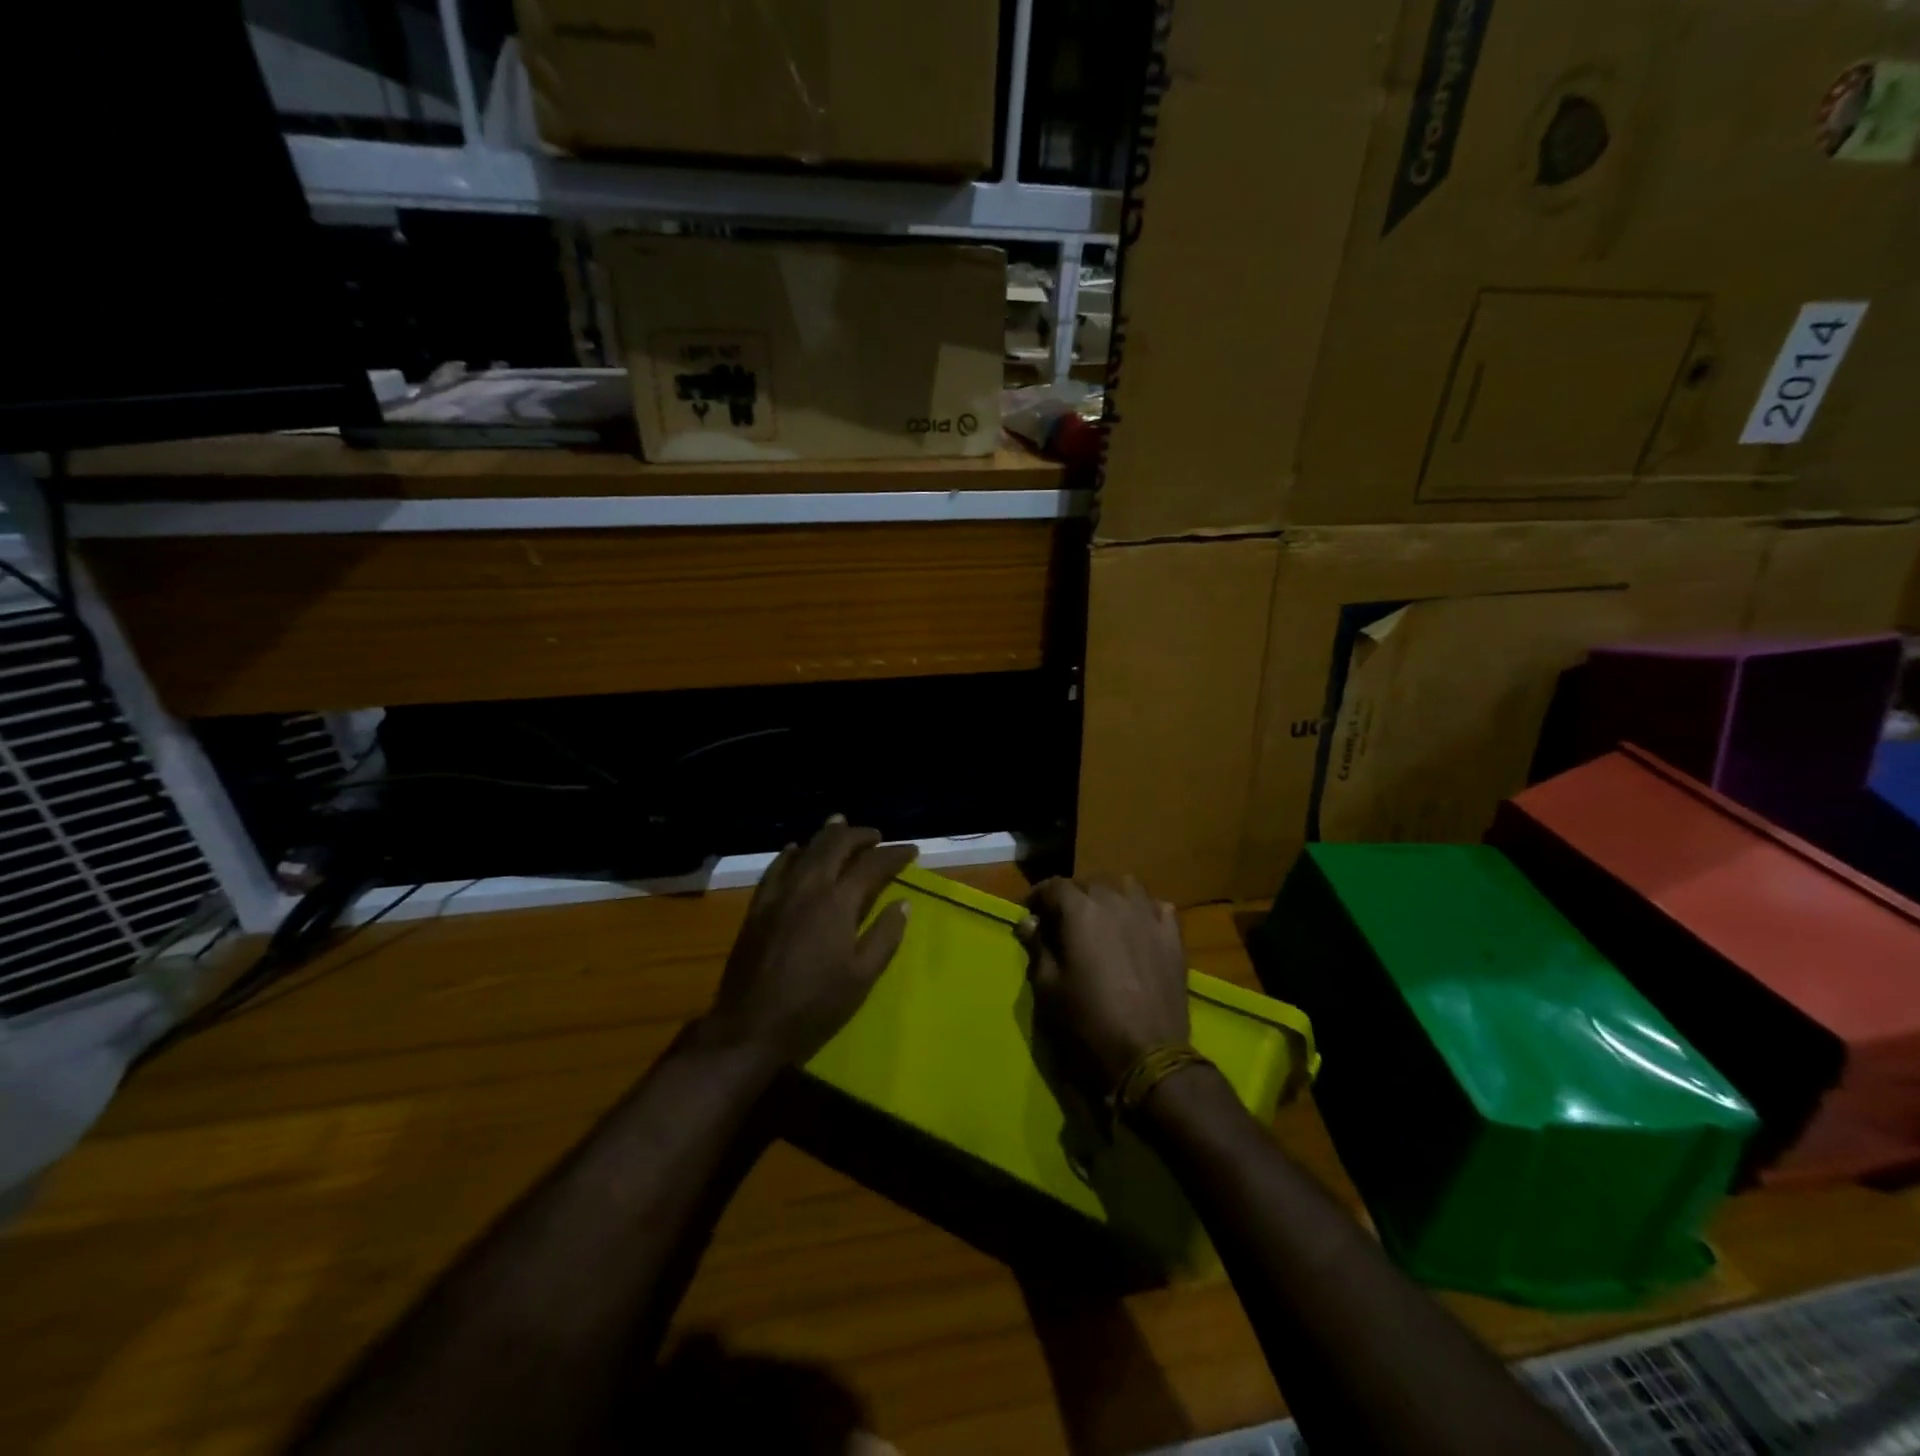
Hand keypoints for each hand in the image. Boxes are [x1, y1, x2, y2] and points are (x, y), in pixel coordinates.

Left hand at [701, 818, 917, 1067]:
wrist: (750, 1026)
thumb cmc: (814, 1006)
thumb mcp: (862, 977)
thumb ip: (885, 936)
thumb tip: (903, 903)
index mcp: (838, 903)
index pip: (872, 865)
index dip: (894, 854)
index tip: (911, 850)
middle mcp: (808, 887)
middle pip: (835, 845)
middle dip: (859, 835)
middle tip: (876, 835)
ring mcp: (779, 894)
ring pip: (805, 849)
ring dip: (826, 835)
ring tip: (840, 826)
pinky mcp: (758, 907)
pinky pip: (776, 867)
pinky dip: (791, 853)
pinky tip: (795, 850)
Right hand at [1016, 876, 1189, 1093]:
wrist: (1148, 1054)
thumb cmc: (1088, 1021)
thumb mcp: (1048, 987)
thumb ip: (1037, 947)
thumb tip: (1028, 921)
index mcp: (1080, 911)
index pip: (1054, 886)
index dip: (1038, 896)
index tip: (1031, 913)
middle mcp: (1115, 902)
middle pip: (1089, 883)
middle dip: (1072, 897)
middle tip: (1063, 922)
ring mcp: (1148, 916)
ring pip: (1125, 887)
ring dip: (1109, 897)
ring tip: (1102, 919)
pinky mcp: (1173, 936)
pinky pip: (1156, 907)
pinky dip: (1143, 911)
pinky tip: (1138, 929)